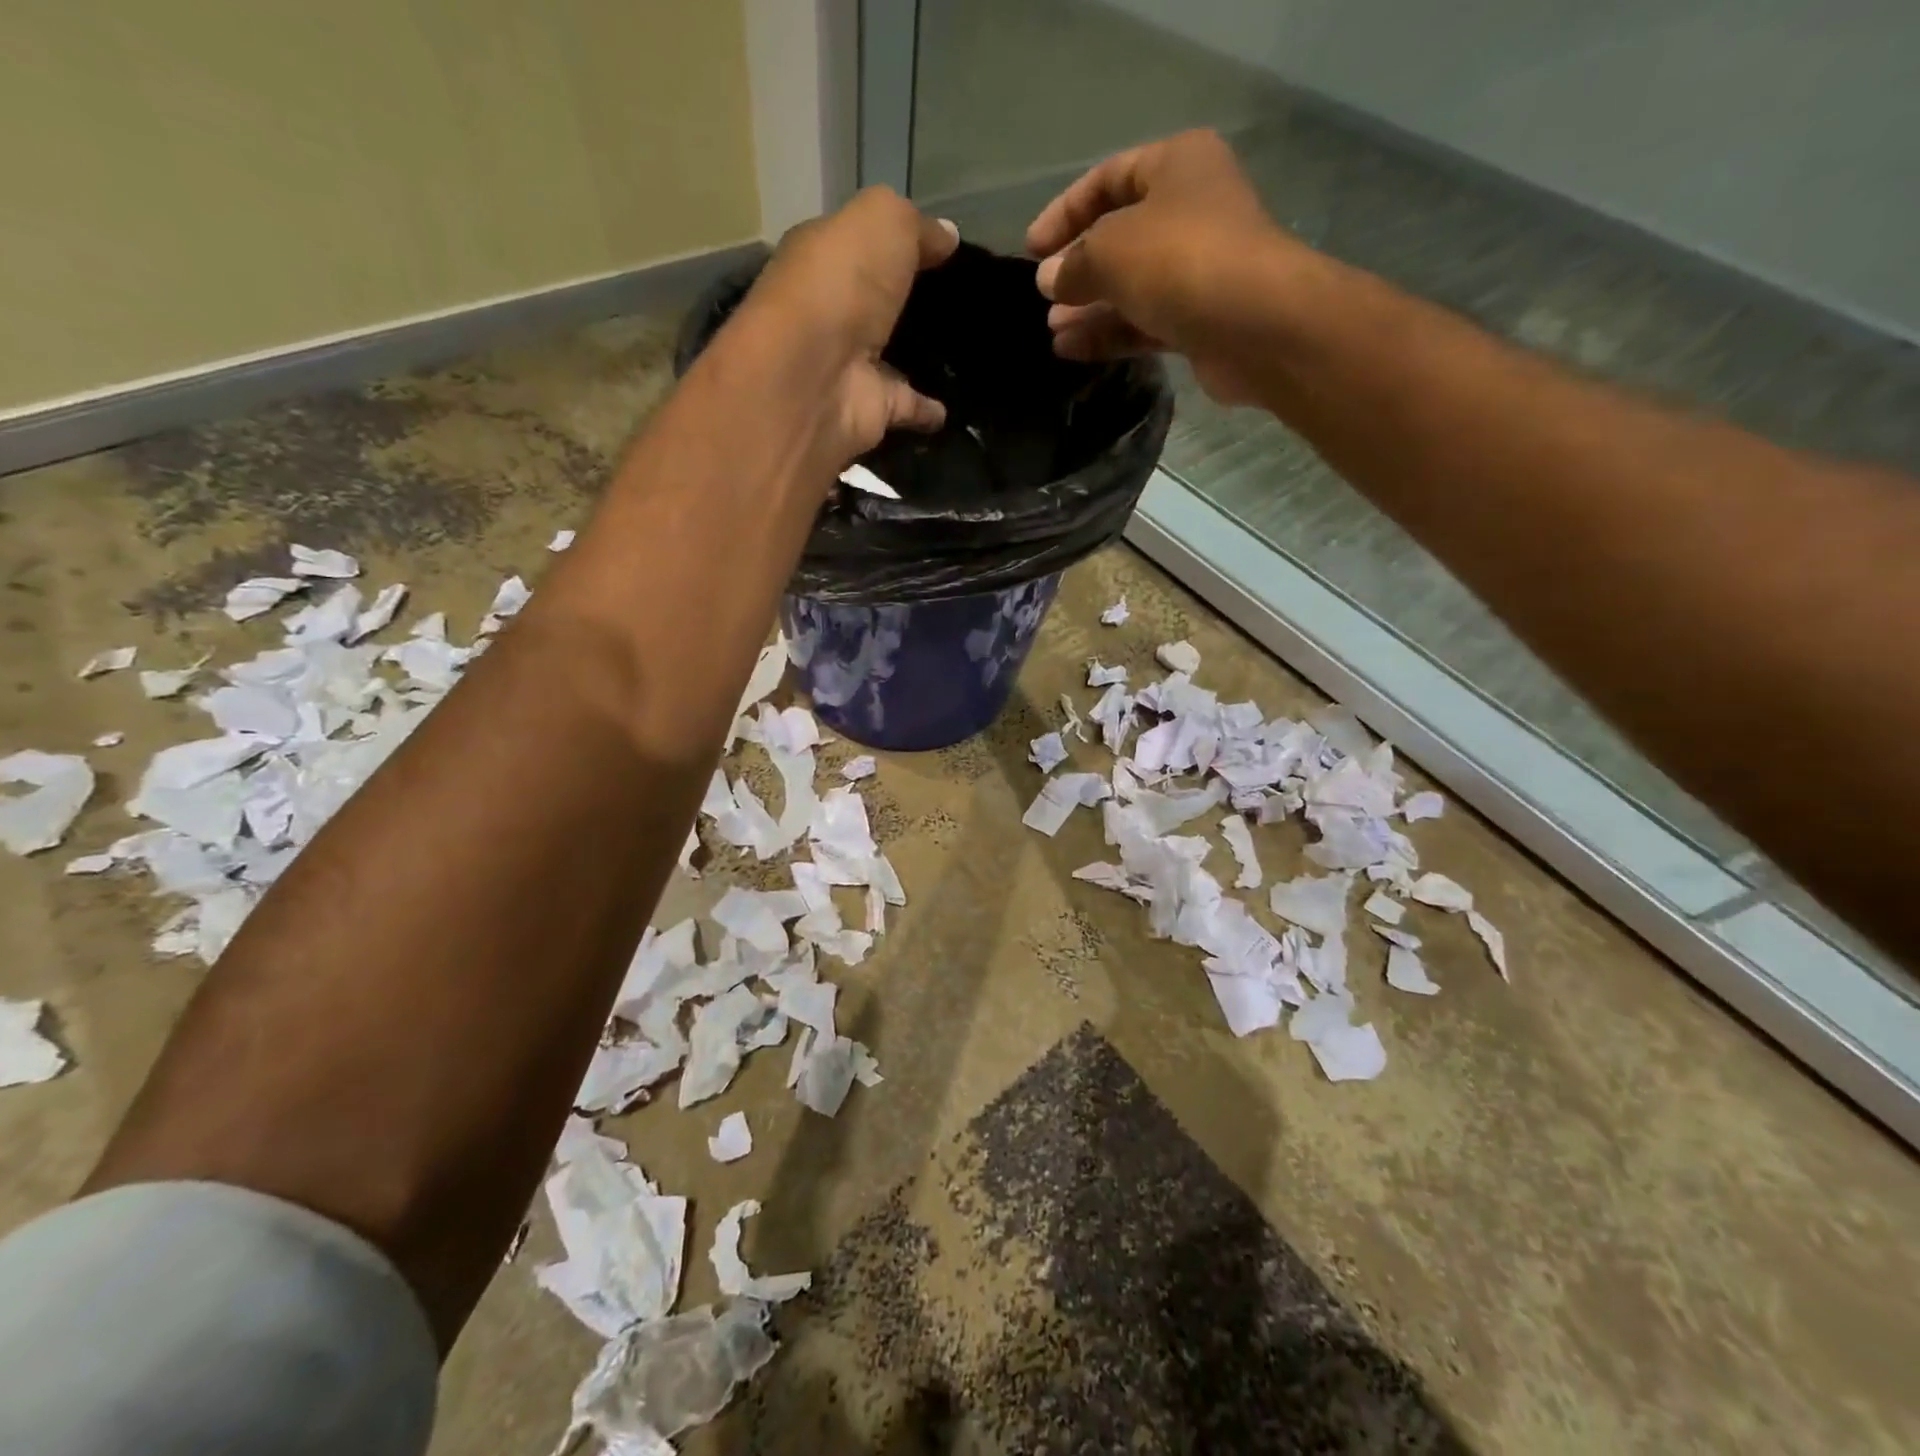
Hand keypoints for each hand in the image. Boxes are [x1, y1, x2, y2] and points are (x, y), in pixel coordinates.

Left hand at [730, 187, 958, 467]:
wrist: (814, 377)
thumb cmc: (841, 286)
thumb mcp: (883, 223)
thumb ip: (916, 226)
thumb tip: (948, 236)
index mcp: (824, 258)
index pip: (862, 243)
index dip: (899, 241)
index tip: (946, 249)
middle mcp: (833, 312)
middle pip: (876, 303)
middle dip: (908, 300)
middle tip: (960, 301)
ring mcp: (851, 365)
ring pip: (890, 357)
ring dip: (918, 357)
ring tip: (963, 352)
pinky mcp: (871, 410)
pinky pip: (907, 406)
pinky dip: (927, 409)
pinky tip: (952, 407)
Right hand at [1027, 130, 1299, 405]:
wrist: (1256, 324)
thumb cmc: (1180, 261)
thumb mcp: (1111, 250)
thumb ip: (1073, 264)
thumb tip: (1048, 280)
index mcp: (1177, 166)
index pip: (1108, 179)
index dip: (1065, 212)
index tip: (1030, 249)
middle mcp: (1191, 210)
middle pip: (1120, 236)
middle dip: (1078, 269)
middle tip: (1042, 298)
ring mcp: (1198, 268)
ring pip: (1131, 285)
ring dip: (1089, 308)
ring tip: (1052, 331)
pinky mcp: (1199, 318)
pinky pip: (1144, 321)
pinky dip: (1110, 333)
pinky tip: (1071, 350)